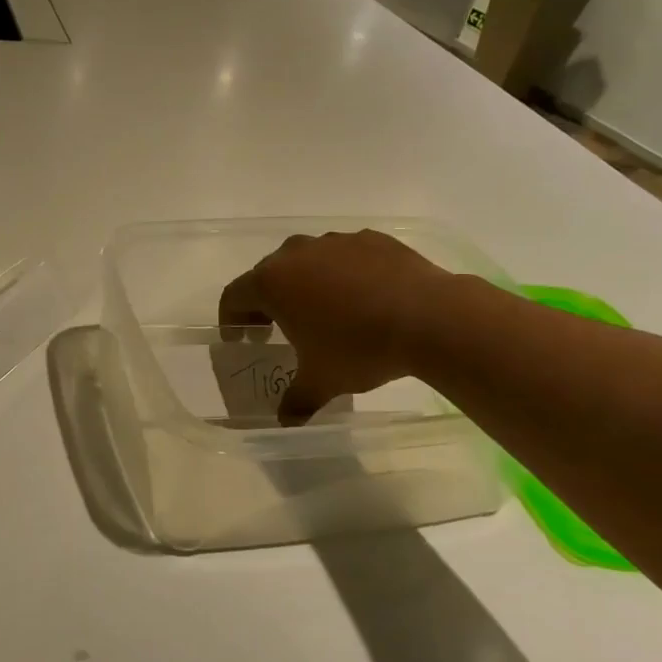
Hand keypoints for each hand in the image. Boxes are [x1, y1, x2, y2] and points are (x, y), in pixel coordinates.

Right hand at [218, 229, 451, 423]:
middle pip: (267, 274)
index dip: (231, 319)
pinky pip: (344, 256)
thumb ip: (296, 400)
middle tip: (275, 329)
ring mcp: (335, 242)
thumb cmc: (359, 348)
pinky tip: (362, 298)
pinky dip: (343, 274)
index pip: (234, 296)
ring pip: (307, 261)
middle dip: (266, 301)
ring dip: (305, 284)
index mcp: (272, 283)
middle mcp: (296, 254)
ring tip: (322, 312)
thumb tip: (286, 421)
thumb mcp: (322, 382)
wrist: (430, 317)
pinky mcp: (371, 239)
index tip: (241, 339)